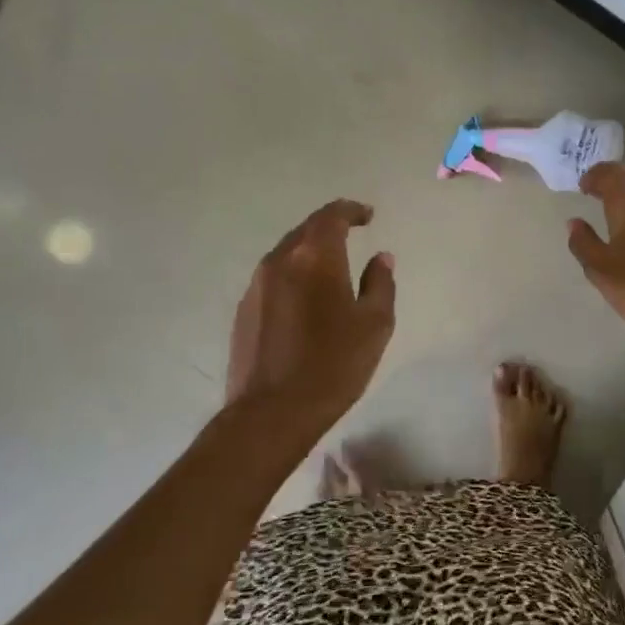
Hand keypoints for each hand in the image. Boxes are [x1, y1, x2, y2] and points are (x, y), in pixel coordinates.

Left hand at [224, 199, 395, 437]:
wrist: (271, 413)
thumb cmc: (333, 365)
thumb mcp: (375, 325)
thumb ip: (381, 284)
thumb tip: (381, 258)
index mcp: (315, 258)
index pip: (332, 216)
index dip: (351, 210)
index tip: (368, 216)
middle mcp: (280, 261)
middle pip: (306, 229)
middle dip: (330, 226)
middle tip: (352, 232)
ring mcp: (256, 285)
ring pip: (287, 252)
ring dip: (310, 250)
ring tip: (331, 264)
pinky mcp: (244, 309)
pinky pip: (273, 277)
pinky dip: (293, 273)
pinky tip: (306, 295)